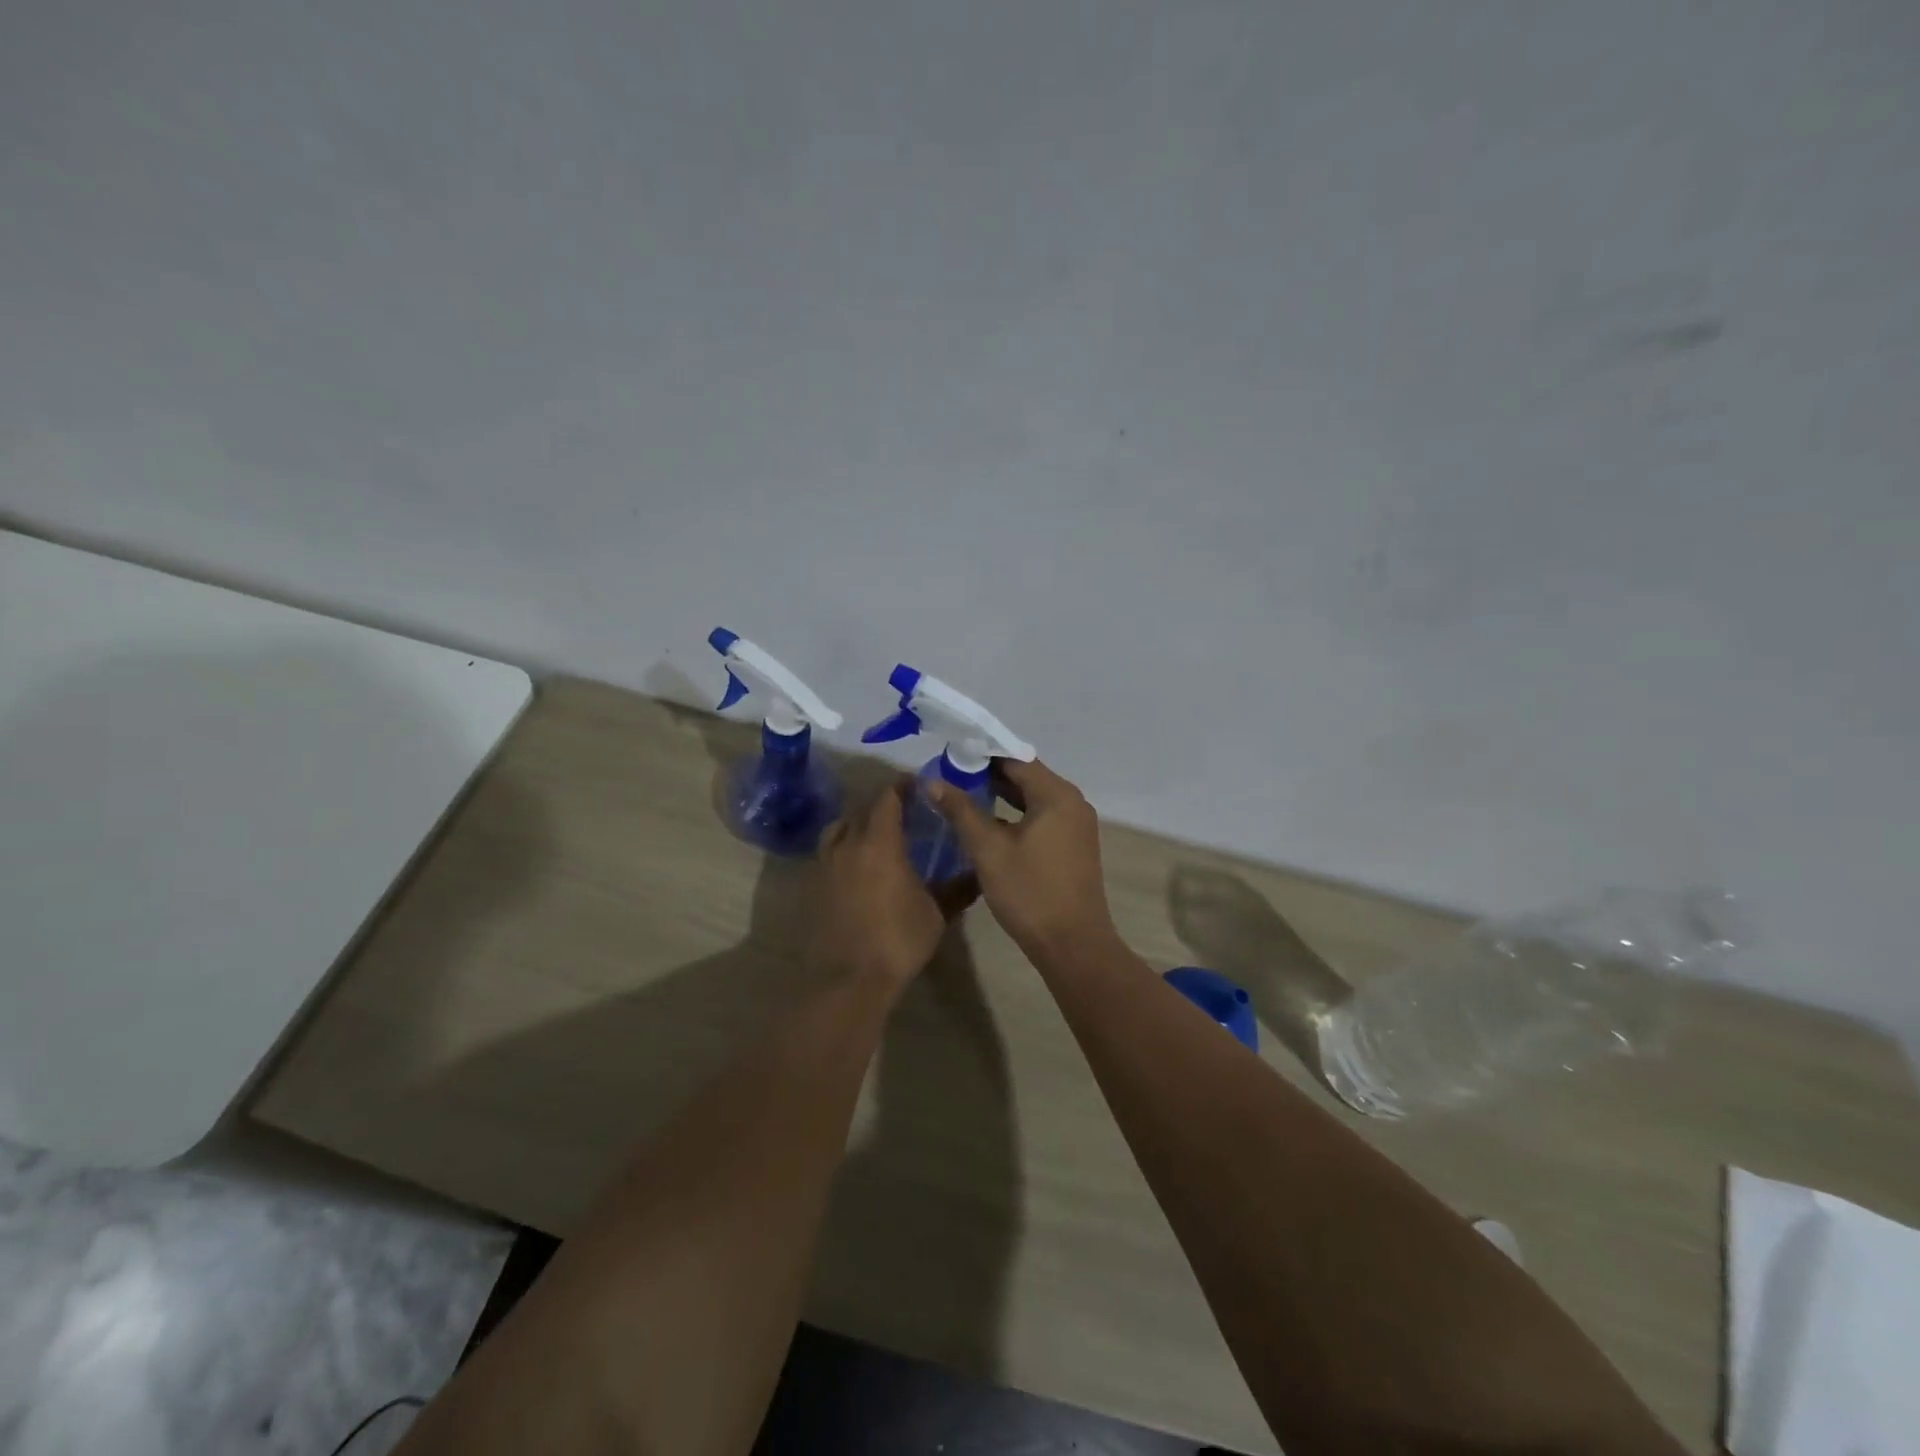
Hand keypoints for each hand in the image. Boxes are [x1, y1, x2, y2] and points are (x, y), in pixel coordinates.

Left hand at [811, 783, 951, 987]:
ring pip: (838, 828)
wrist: (849, 980)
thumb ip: (957, 888)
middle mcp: (848, 845)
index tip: (916, 785)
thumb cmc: (898, 940)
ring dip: (856, 823)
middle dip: (880, 803)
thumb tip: (979, 874)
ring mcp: (826, 865)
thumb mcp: (936, 914)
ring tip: (875, 833)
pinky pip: (828, 853)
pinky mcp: (814, 886)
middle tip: (901, 810)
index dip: (901, 787)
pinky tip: (858, 865)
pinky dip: (844, 848)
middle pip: (860, 809)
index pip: (887, 798)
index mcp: (880, 842)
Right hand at [927, 760, 1117, 960]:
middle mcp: (1072, 802)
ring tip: (963, 796)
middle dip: (988, 774)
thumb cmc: (1029, 893)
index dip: (981, 755)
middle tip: (950, 777)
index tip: (950, 758)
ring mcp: (1076, 824)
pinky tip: (989, 824)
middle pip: (1026, 775)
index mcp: (1056, 795)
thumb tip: (933, 781)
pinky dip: (1016, 814)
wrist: (1073, 945)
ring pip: (1034, 797)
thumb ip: (961, 811)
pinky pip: (1042, 816)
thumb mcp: (988, 850)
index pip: (1014, 759)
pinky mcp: (1074, 845)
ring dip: (1001, 795)